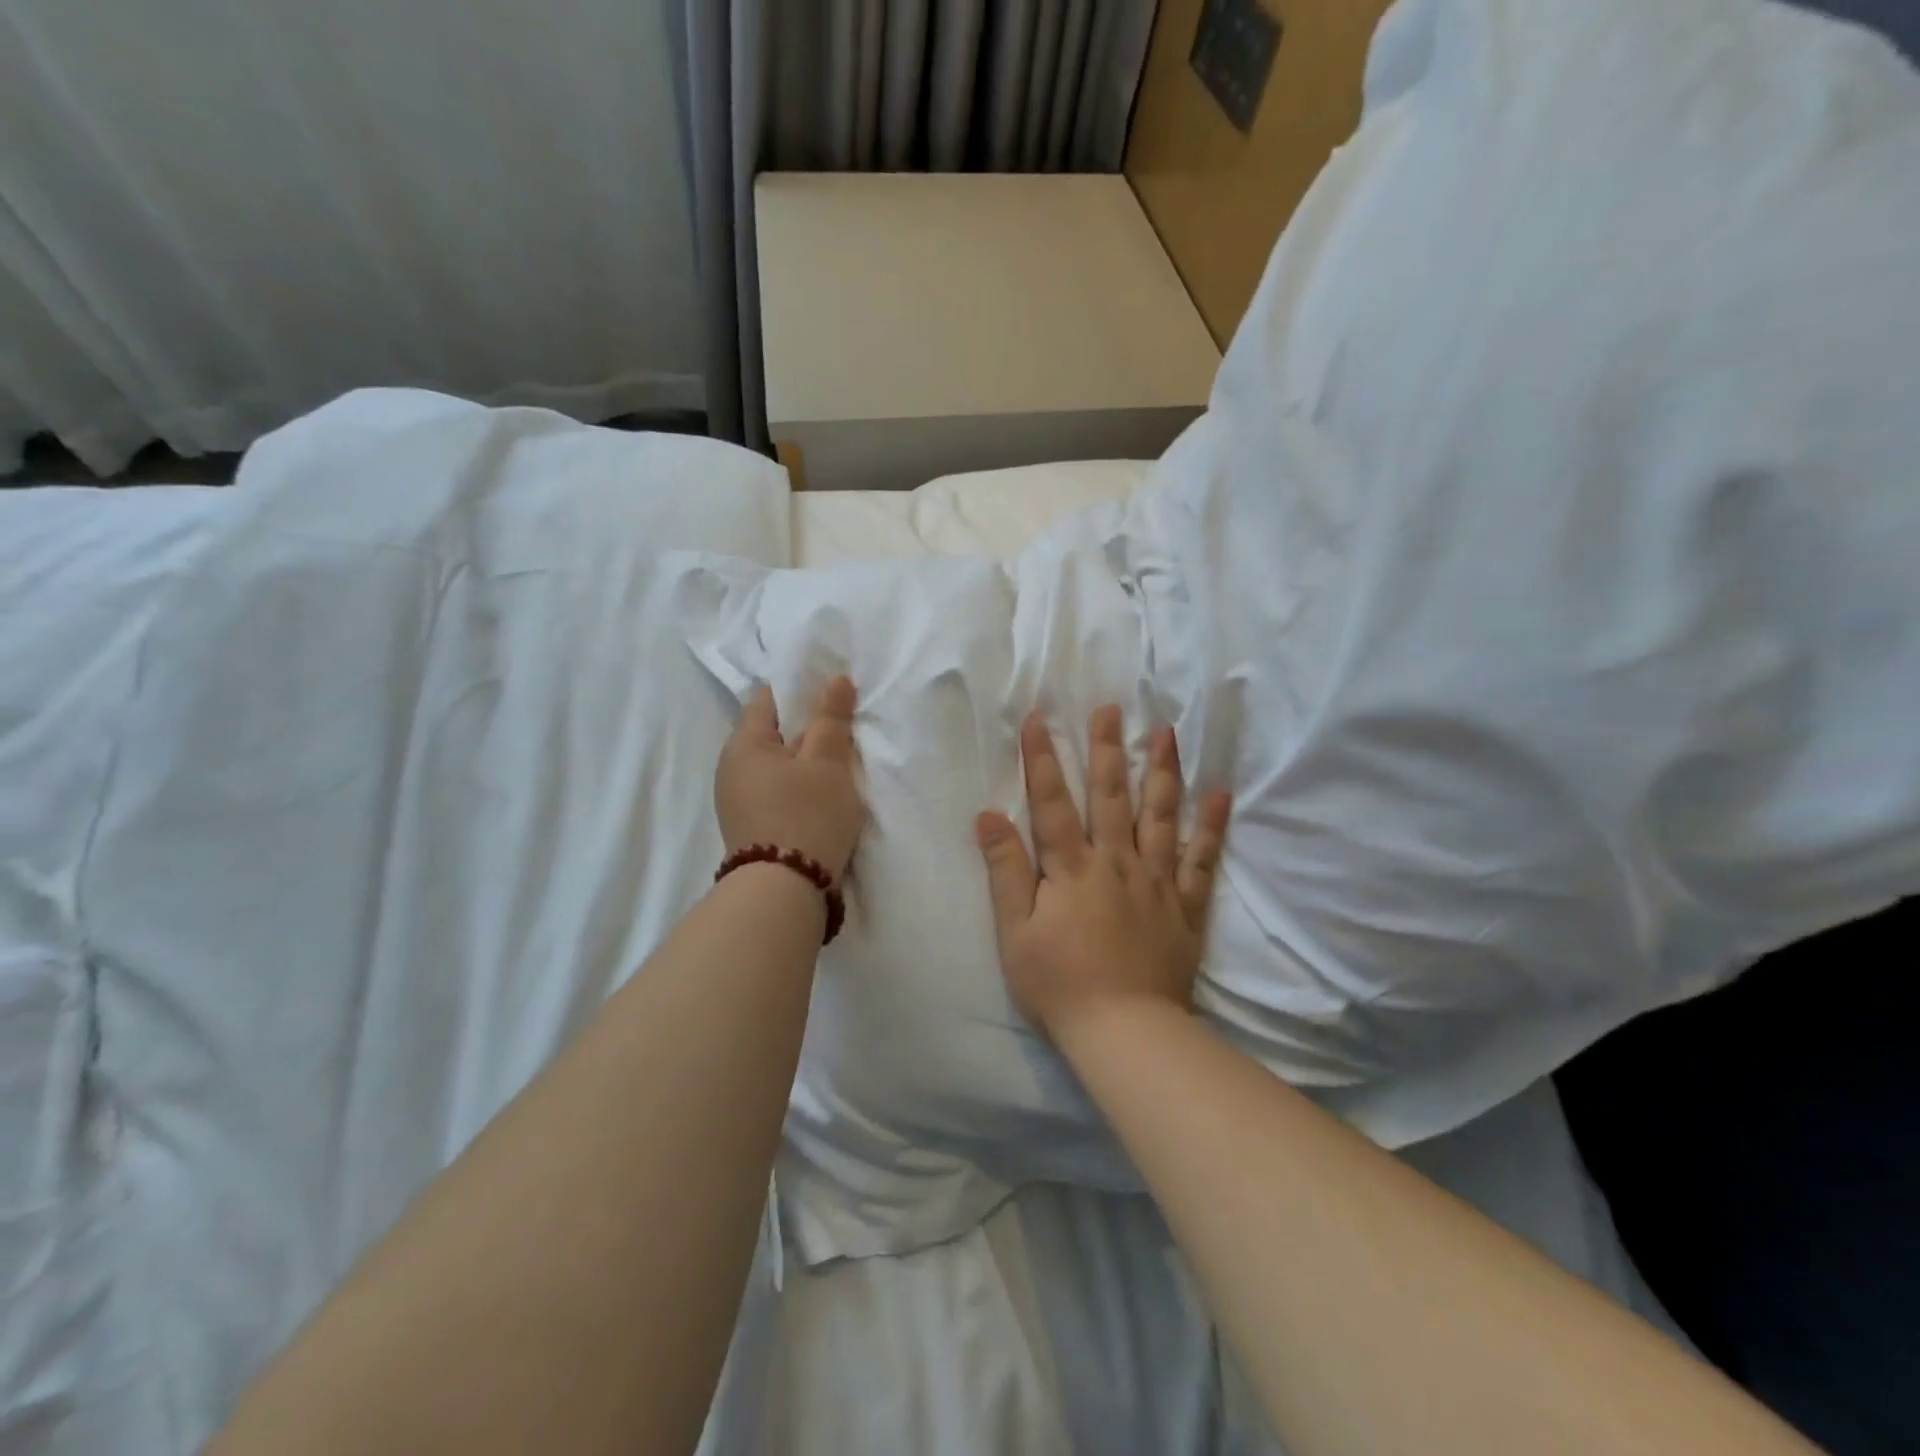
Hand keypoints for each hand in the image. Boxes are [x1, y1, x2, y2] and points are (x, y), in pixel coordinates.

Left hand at [716, 676, 866, 879]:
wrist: (784, 893)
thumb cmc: (807, 815)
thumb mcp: (827, 762)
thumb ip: (831, 719)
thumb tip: (836, 679)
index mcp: (743, 745)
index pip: (769, 700)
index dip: (801, 690)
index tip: (833, 694)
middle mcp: (731, 770)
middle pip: (773, 735)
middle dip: (807, 730)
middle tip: (845, 731)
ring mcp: (737, 803)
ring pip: (777, 767)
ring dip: (805, 763)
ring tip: (839, 766)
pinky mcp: (751, 829)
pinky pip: (776, 793)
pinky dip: (799, 788)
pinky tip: (823, 798)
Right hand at [976, 705, 1230, 1044]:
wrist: (1126, 1031)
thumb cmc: (1059, 984)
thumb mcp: (1014, 932)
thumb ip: (1004, 870)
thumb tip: (988, 815)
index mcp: (1071, 867)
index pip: (1052, 801)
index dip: (1043, 758)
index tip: (1039, 718)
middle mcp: (1116, 861)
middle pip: (1111, 795)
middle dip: (1108, 749)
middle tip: (1112, 709)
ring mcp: (1156, 880)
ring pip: (1160, 815)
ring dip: (1162, 770)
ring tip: (1166, 732)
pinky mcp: (1186, 905)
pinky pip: (1202, 859)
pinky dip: (1211, 826)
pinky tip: (1221, 795)